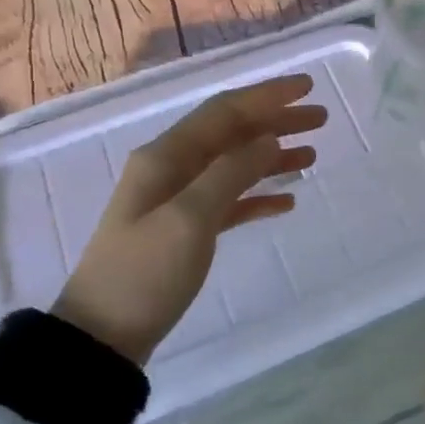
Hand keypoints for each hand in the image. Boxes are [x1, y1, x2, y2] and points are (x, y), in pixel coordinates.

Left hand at [52, 74, 325, 363]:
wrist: (102, 336)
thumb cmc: (144, 273)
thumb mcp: (189, 219)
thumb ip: (230, 173)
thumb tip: (269, 138)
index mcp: (167, 157)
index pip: (224, 111)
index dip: (267, 96)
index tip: (307, 87)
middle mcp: (172, 169)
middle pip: (232, 133)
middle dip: (275, 121)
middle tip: (322, 119)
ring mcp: (177, 200)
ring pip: (234, 165)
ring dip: (272, 156)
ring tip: (313, 153)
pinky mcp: (185, 230)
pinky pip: (229, 200)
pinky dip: (258, 195)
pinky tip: (286, 201)